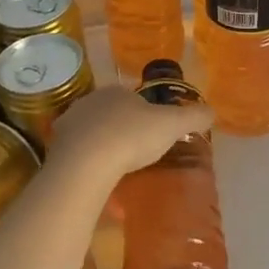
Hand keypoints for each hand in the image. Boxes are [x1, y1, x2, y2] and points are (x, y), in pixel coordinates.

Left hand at [47, 86, 212, 180]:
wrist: (86, 164)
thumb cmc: (132, 137)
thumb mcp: (172, 125)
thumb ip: (194, 116)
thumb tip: (212, 111)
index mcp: (116, 91)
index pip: (133, 97)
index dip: (146, 114)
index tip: (155, 133)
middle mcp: (90, 101)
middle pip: (111, 114)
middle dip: (123, 128)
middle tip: (138, 152)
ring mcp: (69, 124)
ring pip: (92, 132)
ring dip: (103, 145)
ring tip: (118, 168)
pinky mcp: (55, 148)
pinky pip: (77, 153)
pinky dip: (87, 162)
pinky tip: (97, 177)